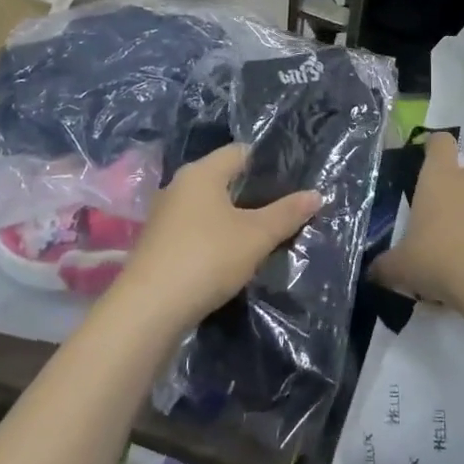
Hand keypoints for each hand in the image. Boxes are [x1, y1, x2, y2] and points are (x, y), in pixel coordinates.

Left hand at [111, 144, 319, 331]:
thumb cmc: (206, 258)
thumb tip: (316, 194)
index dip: (269, 164)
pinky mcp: (158, 245)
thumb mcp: (256, 236)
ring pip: (210, 208)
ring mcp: (165, 216)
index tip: (294, 182)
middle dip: (254, 194)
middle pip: (225, 180)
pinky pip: (196, 230)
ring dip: (234, 219)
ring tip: (265, 236)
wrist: (147, 311)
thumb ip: (287, 213)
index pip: (241, 152)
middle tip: (285, 210)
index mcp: (201, 172)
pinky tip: (233, 258)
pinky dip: (216, 238)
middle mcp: (179, 186)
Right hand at [371, 131, 463, 312]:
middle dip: (452, 184)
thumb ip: (384, 265)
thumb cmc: (439, 257)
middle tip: (434, 210)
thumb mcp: (401, 266)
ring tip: (450, 243)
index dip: (432, 147)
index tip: (421, 163)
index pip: (440, 142)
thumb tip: (373, 271)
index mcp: (439, 176)